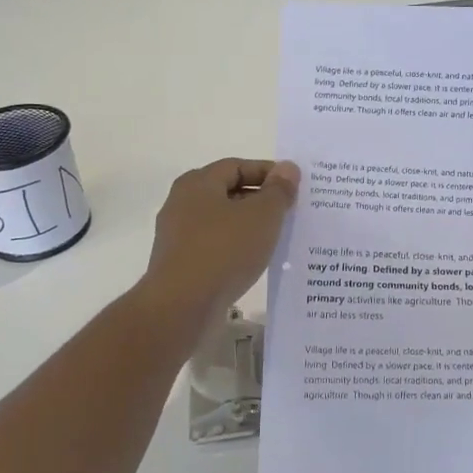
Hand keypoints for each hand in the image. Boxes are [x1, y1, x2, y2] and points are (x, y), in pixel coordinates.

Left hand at [144, 158, 299, 325]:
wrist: (181, 307)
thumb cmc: (224, 250)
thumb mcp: (262, 216)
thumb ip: (278, 190)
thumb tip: (287, 168)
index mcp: (198, 183)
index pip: (237, 166)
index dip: (268, 172)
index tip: (294, 186)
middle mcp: (182, 204)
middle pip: (228, 192)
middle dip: (260, 200)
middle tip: (290, 212)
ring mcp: (178, 236)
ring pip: (222, 222)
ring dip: (249, 227)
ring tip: (277, 238)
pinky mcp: (180, 265)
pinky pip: (215, 247)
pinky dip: (236, 249)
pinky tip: (255, 262)